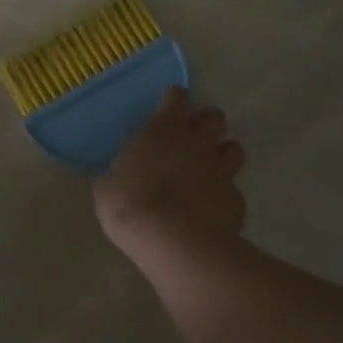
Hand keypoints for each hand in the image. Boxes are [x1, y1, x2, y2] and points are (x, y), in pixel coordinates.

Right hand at [94, 89, 246, 253]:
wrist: (175, 244)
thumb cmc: (132, 205)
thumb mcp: (107, 186)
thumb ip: (116, 173)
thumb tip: (113, 174)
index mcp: (164, 130)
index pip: (177, 97)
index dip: (173, 99)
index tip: (166, 107)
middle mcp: (197, 143)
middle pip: (215, 117)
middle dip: (206, 123)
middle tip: (191, 137)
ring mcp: (221, 172)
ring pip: (234, 150)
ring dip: (222, 155)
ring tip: (207, 171)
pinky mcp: (236, 203)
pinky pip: (234, 192)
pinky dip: (223, 197)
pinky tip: (210, 210)